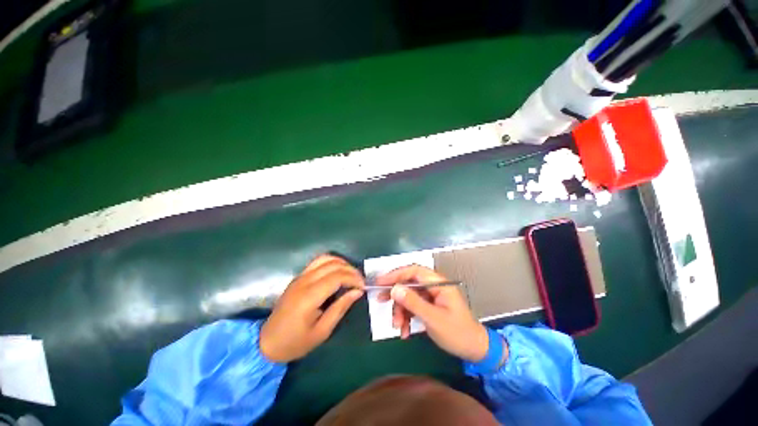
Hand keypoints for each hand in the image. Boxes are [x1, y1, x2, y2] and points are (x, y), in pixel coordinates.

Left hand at [260, 255, 364, 362]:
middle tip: (360, 282)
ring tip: (351, 275)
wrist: (267, 343)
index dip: (353, 278)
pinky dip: (332, 262)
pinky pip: (318, 261)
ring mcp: (300, 276)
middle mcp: (304, 281)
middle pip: (333, 264)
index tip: (363, 287)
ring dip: (342, 263)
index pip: (337, 276)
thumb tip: (358, 292)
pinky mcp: (298, 277)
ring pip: (325, 258)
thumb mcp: (322, 331)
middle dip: (351, 270)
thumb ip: (340, 308)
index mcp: (309, 296)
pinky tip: (338, 272)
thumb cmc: (295, 342)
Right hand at [376, 265, 489, 362]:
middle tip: (381, 300)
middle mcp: (434, 286)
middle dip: (396, 294)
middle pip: (409, 283)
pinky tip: (405, 331)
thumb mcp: (433, 318)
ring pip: (409, 296)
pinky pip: (413, 306)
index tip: (380, 282)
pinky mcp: (429, 306)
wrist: (474, 349)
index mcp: (438, 283)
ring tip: (398, 326)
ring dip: (401, 310)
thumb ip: (413, 303)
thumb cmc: (458, 333)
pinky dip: (407, 317)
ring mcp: (431, 296)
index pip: (413, 271)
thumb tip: (394, 289)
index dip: (396, 274)